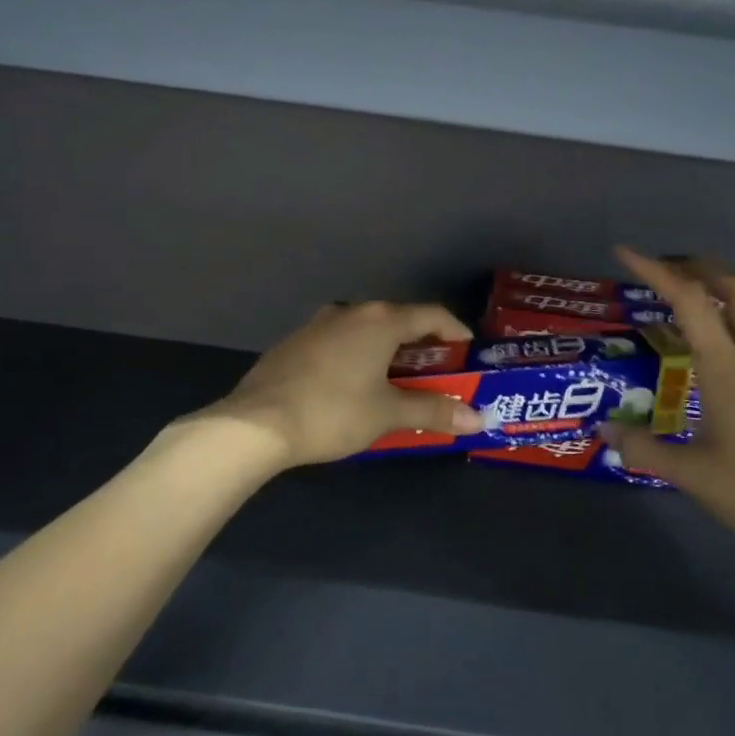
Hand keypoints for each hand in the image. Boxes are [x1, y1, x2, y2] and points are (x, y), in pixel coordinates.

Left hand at [201, 302, 483, 467]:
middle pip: (398, 322)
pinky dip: (357, 359)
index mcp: (379, 320)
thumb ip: (433, 411)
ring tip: (396, 384)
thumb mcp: (388, 414)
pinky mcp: (294, 343)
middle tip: (437, 377)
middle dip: (421, 349)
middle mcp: (350, 312)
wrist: (257, 423)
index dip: (456, 334)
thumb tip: (477, 419)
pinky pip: (339, 344)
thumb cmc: (333, 412)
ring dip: (387, 354)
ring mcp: (317, 325)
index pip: (432, 316)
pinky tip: (352, 388)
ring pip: (365, 332)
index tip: (469, 356)